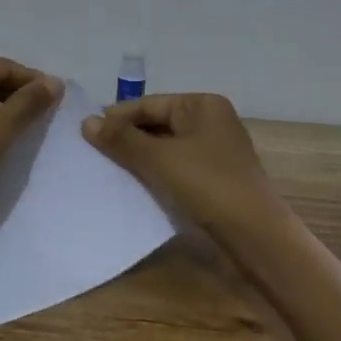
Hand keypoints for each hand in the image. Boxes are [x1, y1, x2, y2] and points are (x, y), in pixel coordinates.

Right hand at [82, 93, 281, 243]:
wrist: (255, 237)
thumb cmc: (208, 185)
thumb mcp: (159, 159)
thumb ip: (122, 139)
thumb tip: (87, 122)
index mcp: (203, 105)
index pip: (149, 104)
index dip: (117, 117)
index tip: (85, 133)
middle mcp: (211, 121)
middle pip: (157, 124)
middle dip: (127, 138)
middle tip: (92, 153)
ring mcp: (215, 151)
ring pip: (166, 147)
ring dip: (139, 157)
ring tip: (107, 169)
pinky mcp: (215, 178)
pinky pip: (177, 167)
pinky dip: (155, 173)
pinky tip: (134, 185)